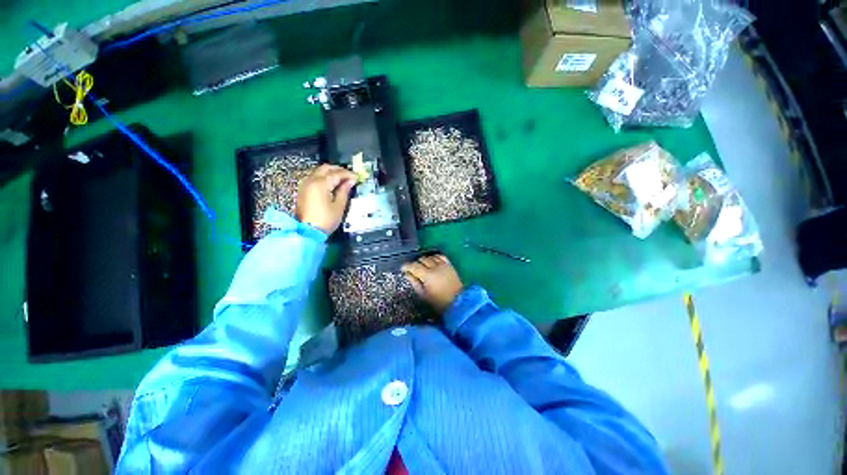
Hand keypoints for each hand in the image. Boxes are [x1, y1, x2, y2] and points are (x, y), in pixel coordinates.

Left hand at [296, 164, 356, 233]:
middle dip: (339, 170)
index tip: (357, 177)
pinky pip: (315, 178)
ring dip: (331, 173)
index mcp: (321, 184)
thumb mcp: (339, 206)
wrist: (307, 232)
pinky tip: (332, 185)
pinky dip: (324, 178)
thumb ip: (344, 191)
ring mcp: (305, 184)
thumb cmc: (325, 220)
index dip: (348, 174)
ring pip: (319, 172)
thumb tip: (350, 182)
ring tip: (342, 180)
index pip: (337, 173)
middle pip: (326, 168)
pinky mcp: (303, 190)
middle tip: (350, 176)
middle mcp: (311, 180)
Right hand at [402, 254, 463, 313]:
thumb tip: (407, 274)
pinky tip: (433, 261)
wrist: (458, 303)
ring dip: (425, 260)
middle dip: (416, 263)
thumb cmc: (439, 302)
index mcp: (427, 275)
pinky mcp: (450, 265)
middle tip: (413, 270)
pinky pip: (441, 256)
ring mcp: (444, 265)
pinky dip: (435, 257)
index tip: (403, 269)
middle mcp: (435, 267)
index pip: (413, 266)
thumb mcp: (424, 295)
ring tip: (423, 266)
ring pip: (431, 257)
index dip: (406, 266)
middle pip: (422, 259)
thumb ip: (414, 283)